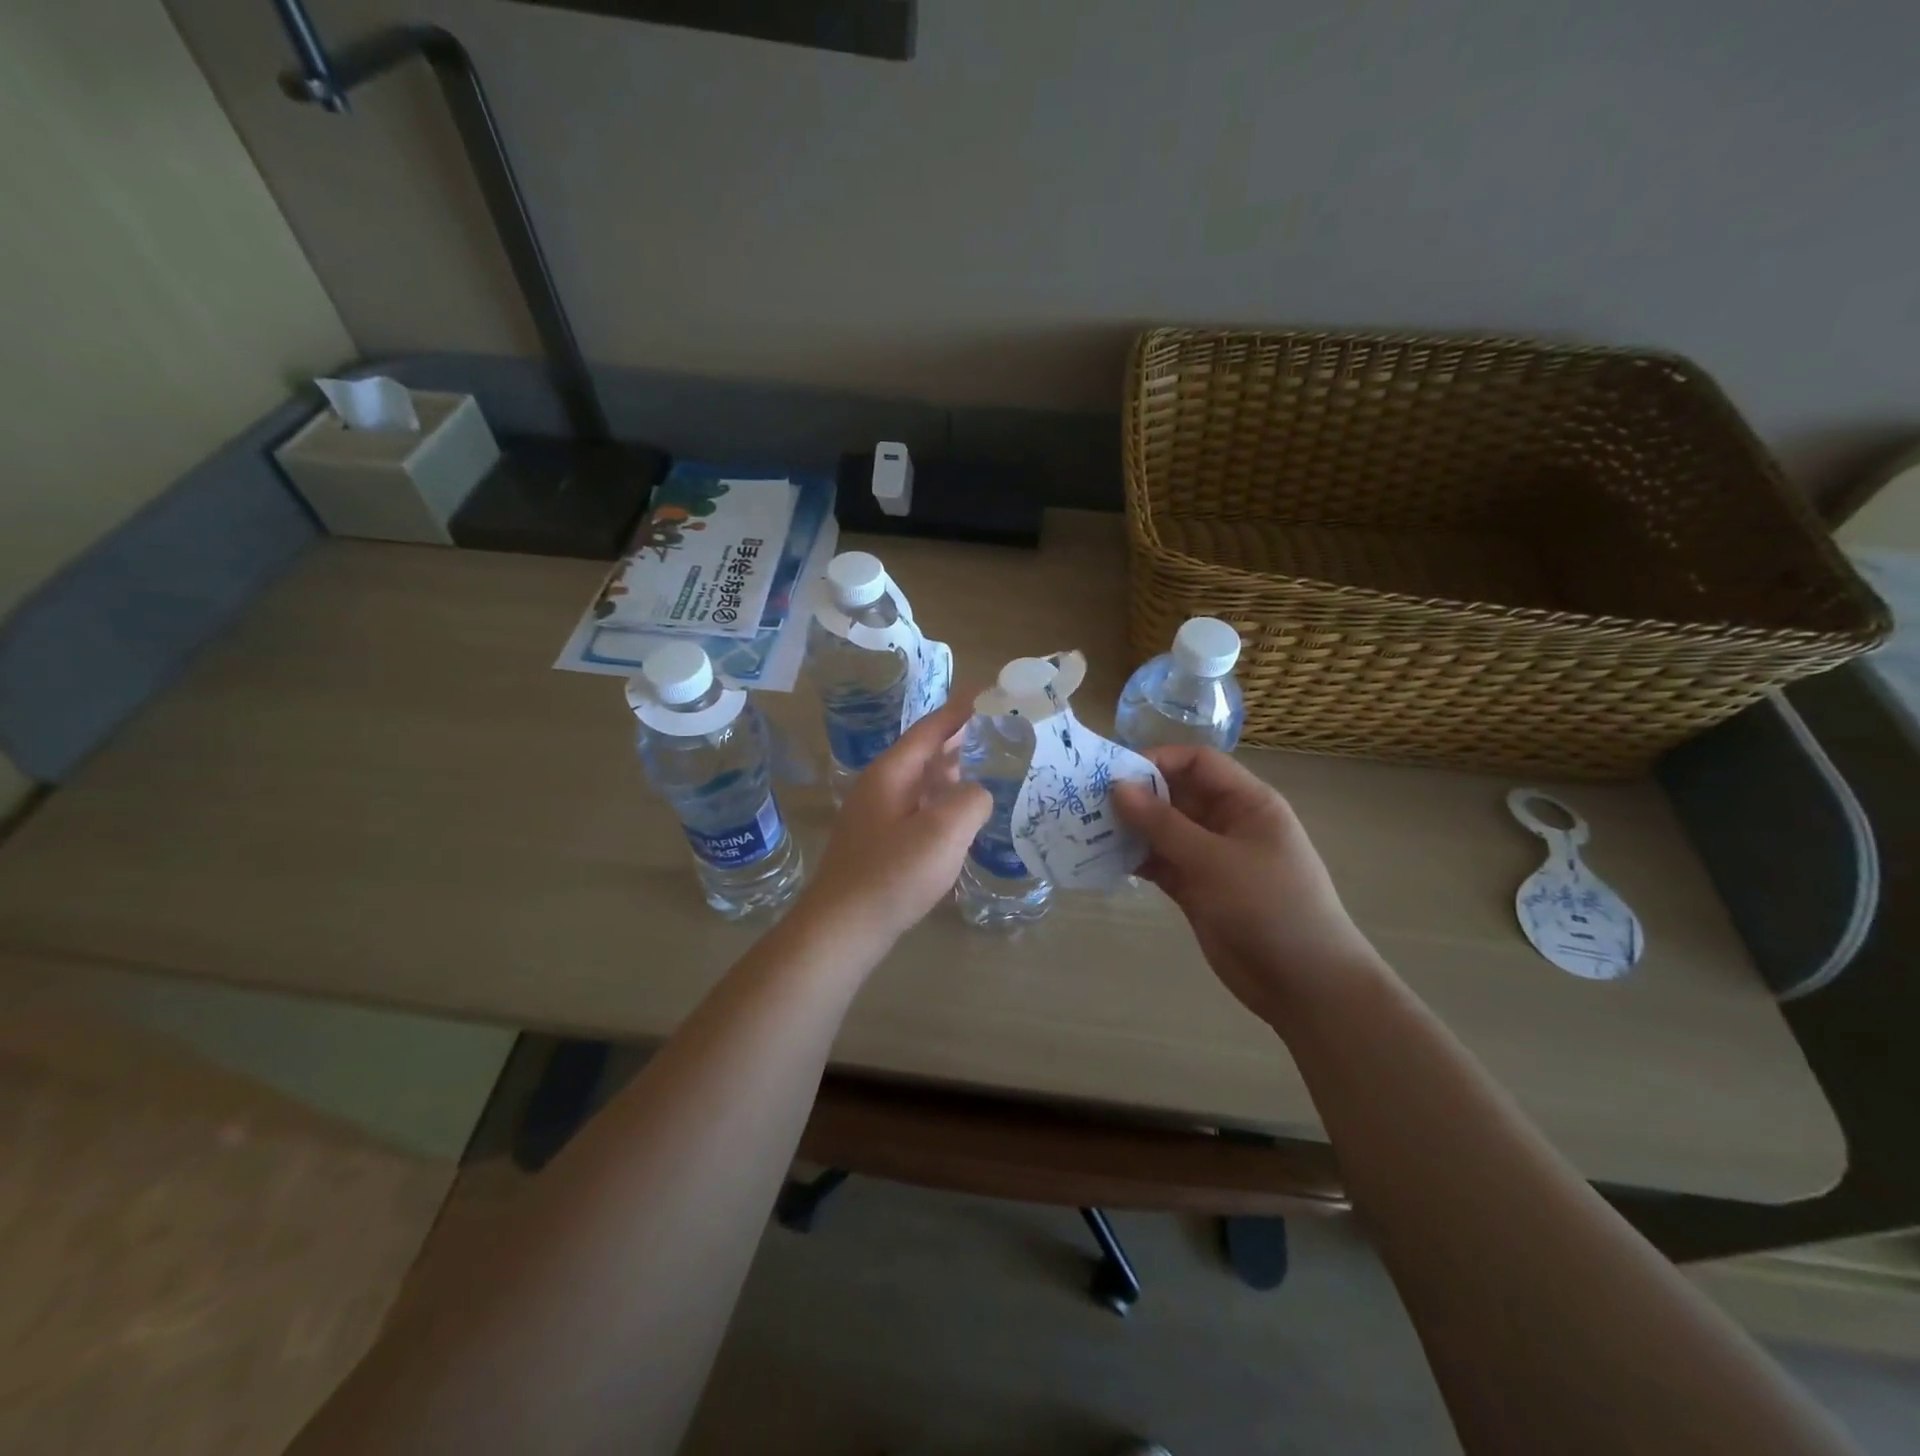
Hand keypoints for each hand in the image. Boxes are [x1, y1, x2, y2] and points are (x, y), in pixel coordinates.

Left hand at [796, 698, 989, 950]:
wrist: (842, 928)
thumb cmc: (892, 874)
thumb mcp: (944, 832)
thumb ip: (971, 801)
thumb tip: (977, 794)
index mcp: (891, 772)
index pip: (931, 728)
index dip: (961, 710)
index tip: (990, 694)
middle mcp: (880, 786)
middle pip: (924, 751)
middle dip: (960, 739)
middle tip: (999, 732)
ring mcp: (875, 815)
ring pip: (920, 781)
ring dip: (951, 771)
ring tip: (986, 769)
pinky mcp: (878, 842)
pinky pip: (917, 807)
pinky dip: (942, 800)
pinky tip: (959, 817)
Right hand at [1113, 746, 1382, 1024]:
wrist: (1305, 984)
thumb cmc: (1270, 907)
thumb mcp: (1215, 861)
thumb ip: (1163, 824)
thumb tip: (1118, 787)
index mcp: (1247, 803)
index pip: (1198, 763)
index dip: (1159, 760)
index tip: (1114, 773)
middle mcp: (1227, 823)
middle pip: (1176, 794)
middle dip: (1136, 795)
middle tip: (1087, 801)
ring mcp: (1211, 858)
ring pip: (1163, 830)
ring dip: (1130, 828)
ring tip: (1086, 828)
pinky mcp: (1197, 889)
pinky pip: (1160, 863)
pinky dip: (1135, 860)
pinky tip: (1102, 859)